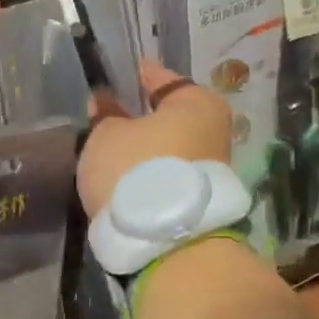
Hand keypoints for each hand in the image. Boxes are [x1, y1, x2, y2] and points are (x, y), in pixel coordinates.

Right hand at [78, 60, 232, 219]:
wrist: (162, 241)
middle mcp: (214, 130)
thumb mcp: (105, 135)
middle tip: (106, 119)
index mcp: (197, 102)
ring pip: (168, 148)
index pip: (161, 78)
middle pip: (168, 117)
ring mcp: (211, 168)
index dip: (133, 77)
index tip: (112, 78)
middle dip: (139, 118)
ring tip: (109, 153)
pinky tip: (123, 177)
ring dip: (144, 149)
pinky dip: (149, 173)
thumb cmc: (134, 169)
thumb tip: (106, 102)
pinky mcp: (200, 200)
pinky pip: (168, 175)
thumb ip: (105, 115)